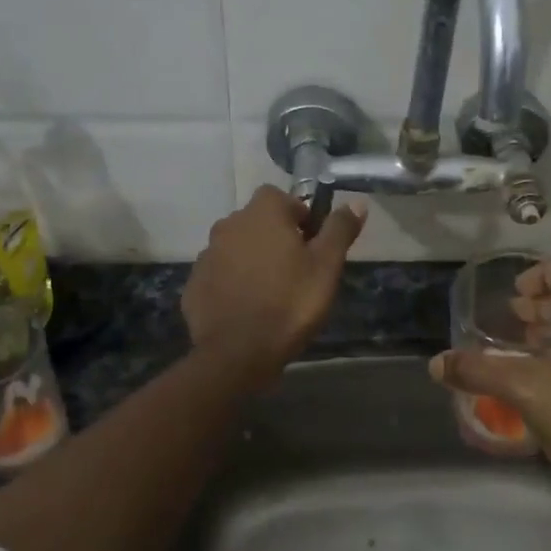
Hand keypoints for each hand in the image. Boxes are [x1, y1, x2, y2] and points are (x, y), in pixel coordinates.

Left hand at [183, 186, 366, 387]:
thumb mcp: (326, 266)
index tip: (311, 244)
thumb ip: (339, 229)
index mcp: (261, 214)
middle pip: (257, 222)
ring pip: (236, 248)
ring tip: (272, 292)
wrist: (238, 353)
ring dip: (252, 260)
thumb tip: (356, 202)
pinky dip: (233, 284)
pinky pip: (220, 275)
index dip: (299, 216)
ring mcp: (207, 255)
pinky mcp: (194, 284)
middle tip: (296, 270)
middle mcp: (228, 225)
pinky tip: (248, 308)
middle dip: (275, 238)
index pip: (281, 197)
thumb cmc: (290, 303)